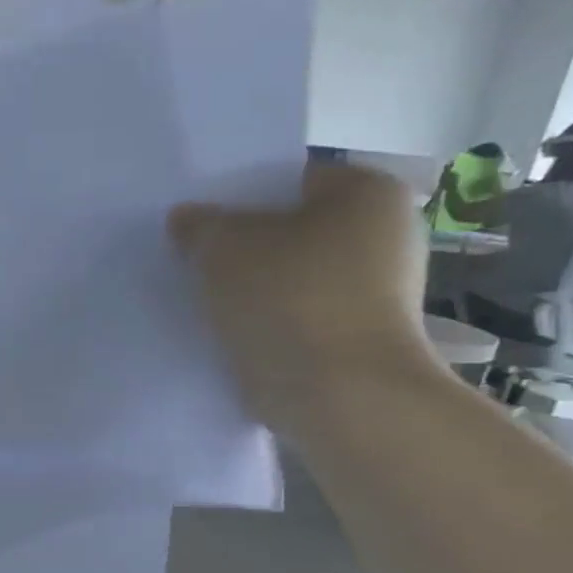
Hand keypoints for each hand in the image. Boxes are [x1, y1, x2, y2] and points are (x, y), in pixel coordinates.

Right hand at [169, 163, 440, 436]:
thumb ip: (199, 224)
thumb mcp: (222, 245)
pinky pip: (294, 313)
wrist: (338, 395)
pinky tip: (223, 325)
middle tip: (187, 251)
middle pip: (290, 227)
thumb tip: (188, 220)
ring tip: (197, 292)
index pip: (289, 177)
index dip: (236, 192)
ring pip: (288, 274)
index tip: (194, 215)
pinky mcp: (354, 338)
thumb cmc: (289, 297)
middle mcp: (385, 236)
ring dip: (248, 283)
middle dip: (240, 241)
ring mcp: (375, 292)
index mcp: (369, 193)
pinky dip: (263, 318)